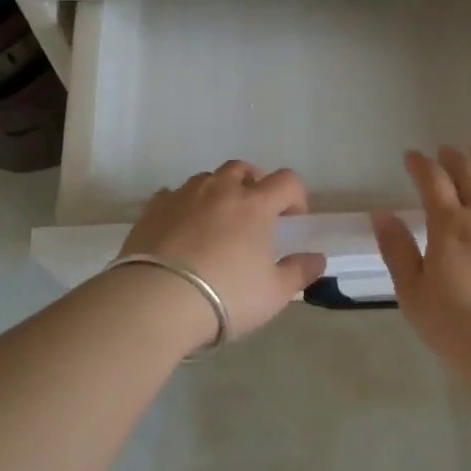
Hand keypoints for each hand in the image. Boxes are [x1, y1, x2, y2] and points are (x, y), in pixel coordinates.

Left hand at [117, 161, 326, 339]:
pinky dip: (183, 204)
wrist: (156, 301)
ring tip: (217, 220)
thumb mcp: (273, 293)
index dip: (295, 195)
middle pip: (243, 169)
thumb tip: (318, 259)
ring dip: (218, 191)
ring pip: (207, 178)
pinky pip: (173, 195)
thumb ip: (299, 272)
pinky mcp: (153, 209)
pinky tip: (181, 227)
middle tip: (255, 211)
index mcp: (255, 204)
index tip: (294, 217)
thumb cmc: (225, 296)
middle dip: (254, 183)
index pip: (286, 181)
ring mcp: (184, 195)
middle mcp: (220, 190)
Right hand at [373, 146, 470, 384]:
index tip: (412, 158)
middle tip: (444, 154)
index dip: (420, 164)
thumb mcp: (414, 297)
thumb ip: (397, 251)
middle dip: (452, 157)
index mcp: (451, 225)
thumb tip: (382, 215)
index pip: (431, 180)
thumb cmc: (460, 331)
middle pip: (467, 170)